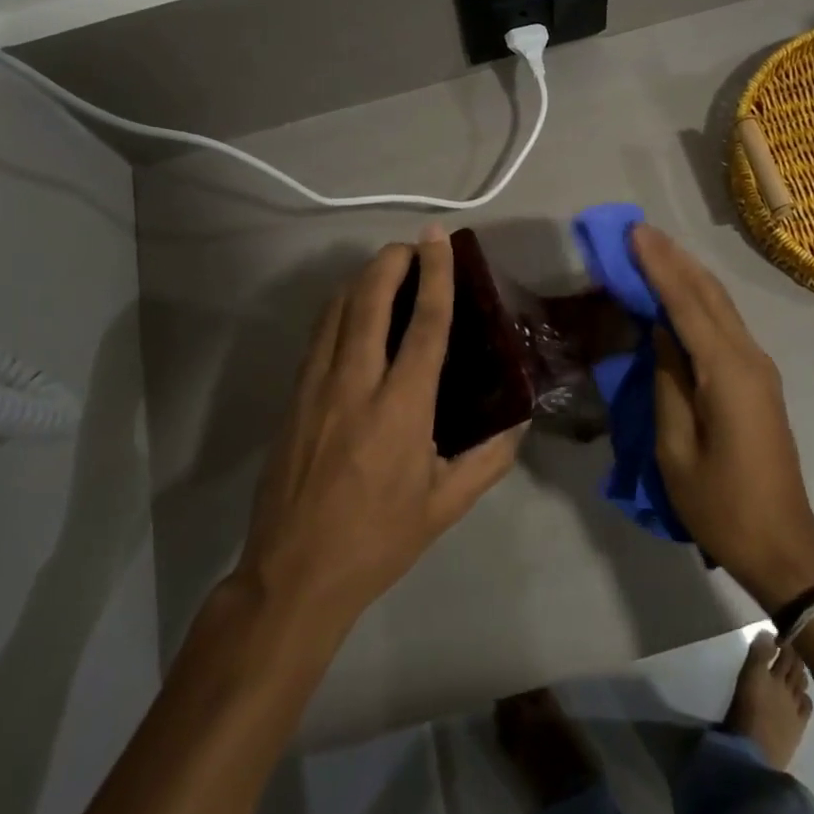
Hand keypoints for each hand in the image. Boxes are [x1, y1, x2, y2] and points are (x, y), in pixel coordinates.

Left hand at [236, 227, 524, 633]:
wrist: (293, 574)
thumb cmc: (378, 541)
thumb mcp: (446, 505)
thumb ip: (490, 457)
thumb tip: (521, 418)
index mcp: (400, 410)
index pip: (424, 324)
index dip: (436, 275)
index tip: (439, 238)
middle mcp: (354, 385)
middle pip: (368, 300)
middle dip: (390, 261)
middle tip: (412, 247)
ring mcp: (315, 388)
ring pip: (335, 310)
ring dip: (361, 279)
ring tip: (386, 270)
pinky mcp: (292, 397)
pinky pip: (317, 335)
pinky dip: (338, 308)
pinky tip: (352, 312)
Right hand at [631, 224, 813, 608]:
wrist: (783, 545)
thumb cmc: (721, 504)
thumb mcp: (676, 448)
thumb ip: (668, 382)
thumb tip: (661, 334)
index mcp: (727, 373)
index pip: (687, 304)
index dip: (659, 266)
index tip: (634, 233)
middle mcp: (749, 358)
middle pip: (710, 294)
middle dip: (674, 259)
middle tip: (639, 231)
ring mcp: (759, 368)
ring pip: (721, 306)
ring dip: (687, 274)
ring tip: (654, 250)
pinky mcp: (758, 380)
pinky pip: (724, 326)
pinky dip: (698, 301)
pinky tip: (678, 294)